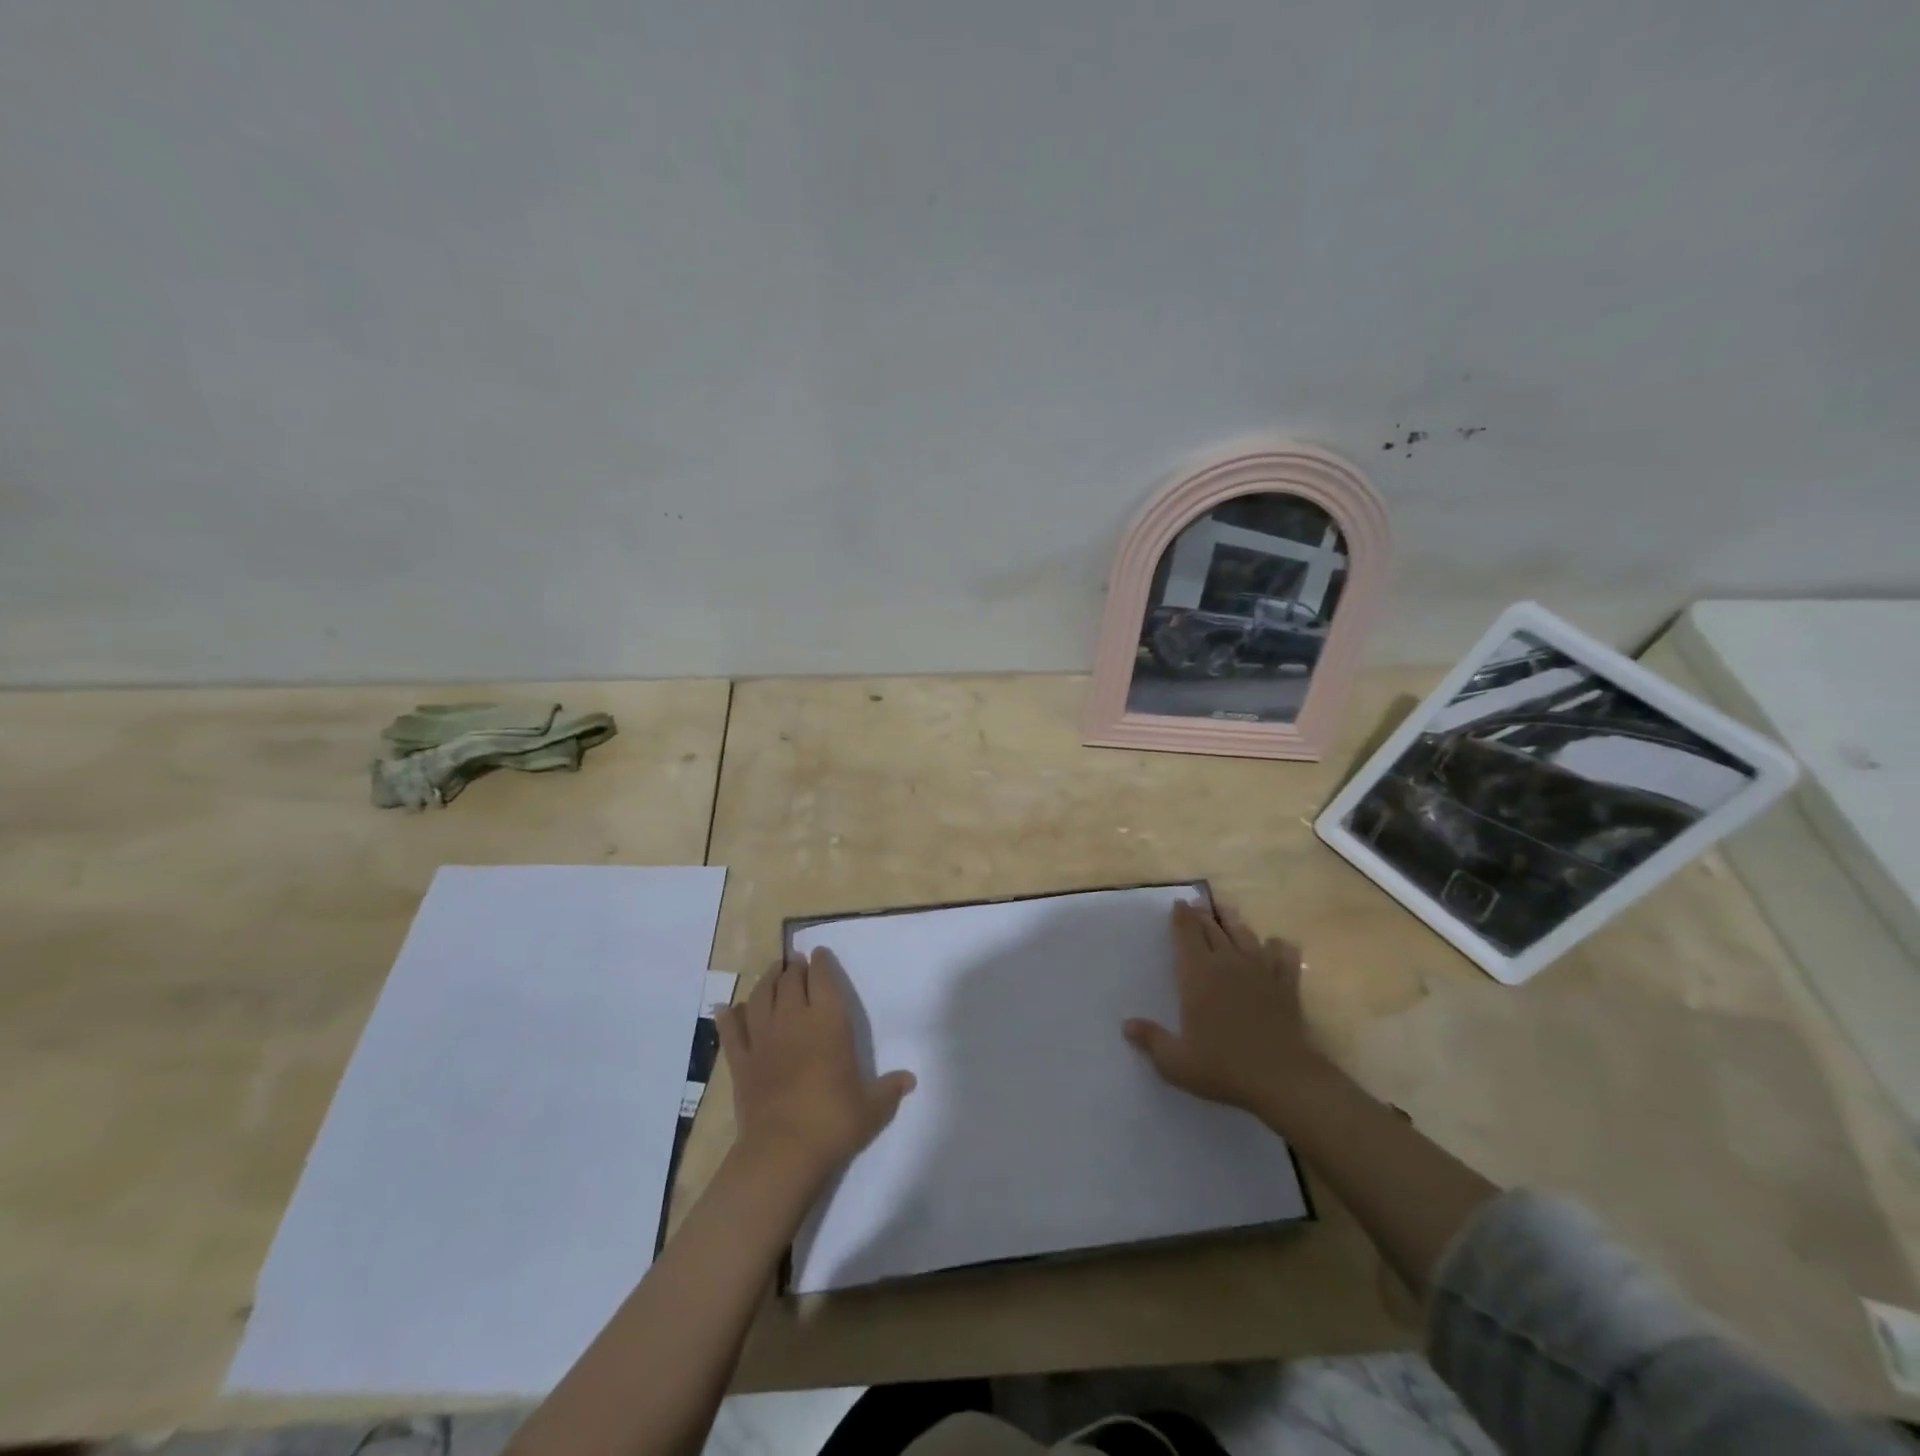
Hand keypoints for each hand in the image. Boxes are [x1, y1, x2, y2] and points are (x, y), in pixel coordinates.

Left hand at [717, 949, 915, 1188]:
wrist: (783, 1151)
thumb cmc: (833, 1122)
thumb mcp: (872, 1107)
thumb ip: (889, 1089)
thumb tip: (910, 1079)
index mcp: (828, 1022)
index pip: (823, 980)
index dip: (822, 963)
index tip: (819, 953)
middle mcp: (794, 1020)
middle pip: (790, 982)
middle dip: (794, 968)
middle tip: (796, 961)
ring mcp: (763, 1039)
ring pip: (760, 997)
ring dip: (766, 980)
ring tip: (772, 972)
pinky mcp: (741, 1062)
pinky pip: (732, 1032)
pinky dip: (729, 1017)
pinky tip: (727, 1008)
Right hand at [1123, 900, 1331, 1123]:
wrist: (1283, 1079)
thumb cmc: (1223, 1068)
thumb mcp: (1176, 1062)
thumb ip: (1151, 1040)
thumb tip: (1126, 1025)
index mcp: (1197, 975)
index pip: (1186, 935)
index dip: (1181, 917)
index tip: (1178, 904)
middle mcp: (1227, 963)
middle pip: (1213, 929)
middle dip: (1202, 914)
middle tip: (1196, 904)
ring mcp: (1260, 971)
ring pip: (1245, 935)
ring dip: (1233, 921)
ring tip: (1227, 910)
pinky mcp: (1286, 986)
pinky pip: (1284, 956)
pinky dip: (1278, 947)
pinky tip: (1276, 946)